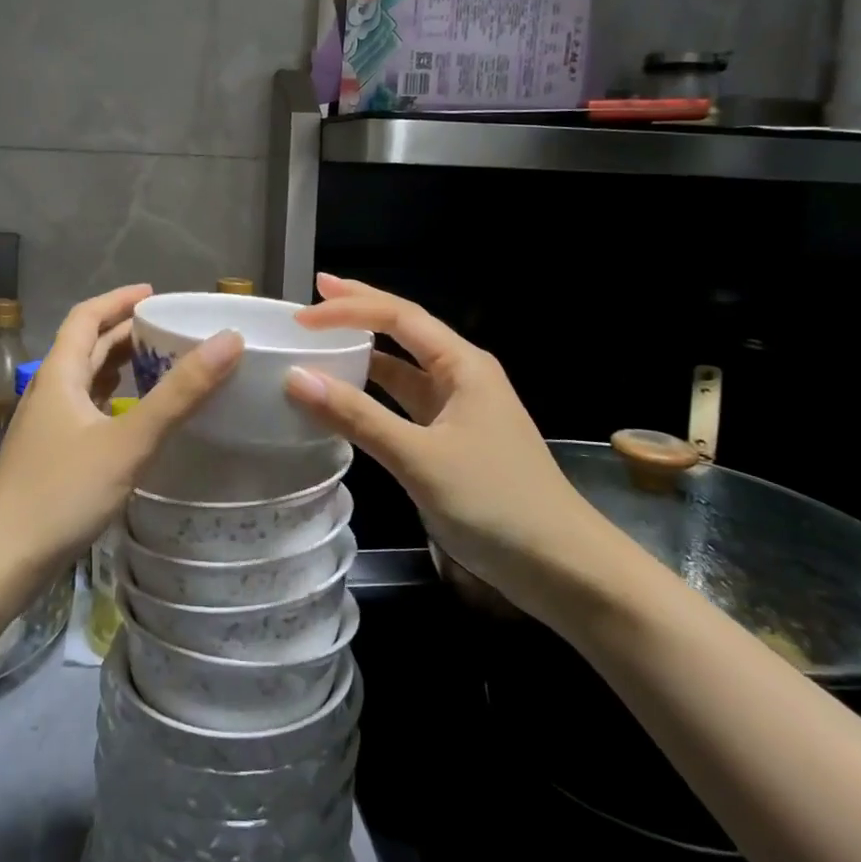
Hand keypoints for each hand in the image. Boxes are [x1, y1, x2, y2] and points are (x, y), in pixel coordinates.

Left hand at [0, 284, 240, 588]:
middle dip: (126, 333)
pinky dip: (115, 402)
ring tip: (162, 365)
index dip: (119, 299)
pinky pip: (88, 413)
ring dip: (121, 367)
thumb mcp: (127, 441)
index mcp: (59, 375)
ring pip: (88, 382)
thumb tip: (228, 341)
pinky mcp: (52, 458)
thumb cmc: (60, 494)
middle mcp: (50, 392)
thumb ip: (178, 394)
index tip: (155, 293)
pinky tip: (137, 420)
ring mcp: (48, 428)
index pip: (86, 317)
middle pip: (88, 348)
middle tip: (172, 330)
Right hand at [285, 273, 624, 628]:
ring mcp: (460, 409)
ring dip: (366, 352)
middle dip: (361, 310)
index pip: (399, 317)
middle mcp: (462, 376)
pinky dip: (374, 394)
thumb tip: (296, 378)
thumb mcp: (419, 458)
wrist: (563, 568)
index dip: (349, 309)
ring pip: (404, 367)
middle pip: (404, 330)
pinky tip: (349, 397)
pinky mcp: (454, 440)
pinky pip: (406, 403)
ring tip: (324, 339)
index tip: (303, 315)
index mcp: (463, 365)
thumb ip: (358, 416)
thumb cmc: (495, 502)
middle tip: (316, 293)